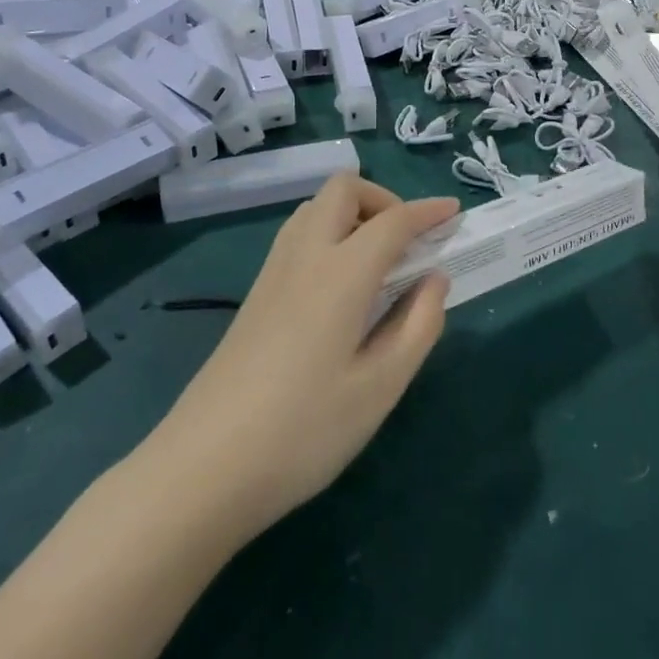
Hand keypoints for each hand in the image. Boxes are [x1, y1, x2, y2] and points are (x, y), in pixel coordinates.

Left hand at [150, 176, 456, 540]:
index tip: (454, 213)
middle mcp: (305, 256)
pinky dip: (329, 234)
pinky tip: (341, 286)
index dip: (428, 211)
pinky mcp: (256, 294)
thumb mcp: (379, 388)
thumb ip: (417, 327)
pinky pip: (298, 235)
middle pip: (343, 190)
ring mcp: (273, 272)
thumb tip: (435, 280)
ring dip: (353, 213)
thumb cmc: (304, 430)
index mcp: (341, 273)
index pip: (393, 221)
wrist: (204, 467)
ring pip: (315, 208)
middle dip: (384, 199)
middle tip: (409, 242)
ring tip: (378, 261)